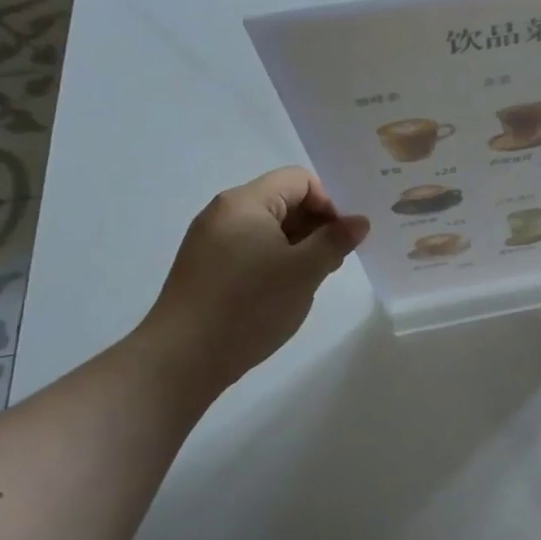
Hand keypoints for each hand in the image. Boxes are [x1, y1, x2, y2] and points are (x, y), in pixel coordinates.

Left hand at [132, 168, 368, 400]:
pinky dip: (273, 261)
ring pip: (267, 228)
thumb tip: (359, 221)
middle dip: (315, 226)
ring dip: (296, 246)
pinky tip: (281, 292)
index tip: (339, 239)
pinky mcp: (204, 268)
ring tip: (309, 280)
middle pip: (283, 201)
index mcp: (245, 202)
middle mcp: (223, 213)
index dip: (328, 203)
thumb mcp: (305, 271)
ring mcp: (210, 241)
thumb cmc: (250, 305)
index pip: (299, 180)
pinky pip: (249, 249)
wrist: (181, 359)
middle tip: (332, 262)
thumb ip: (335, 241)